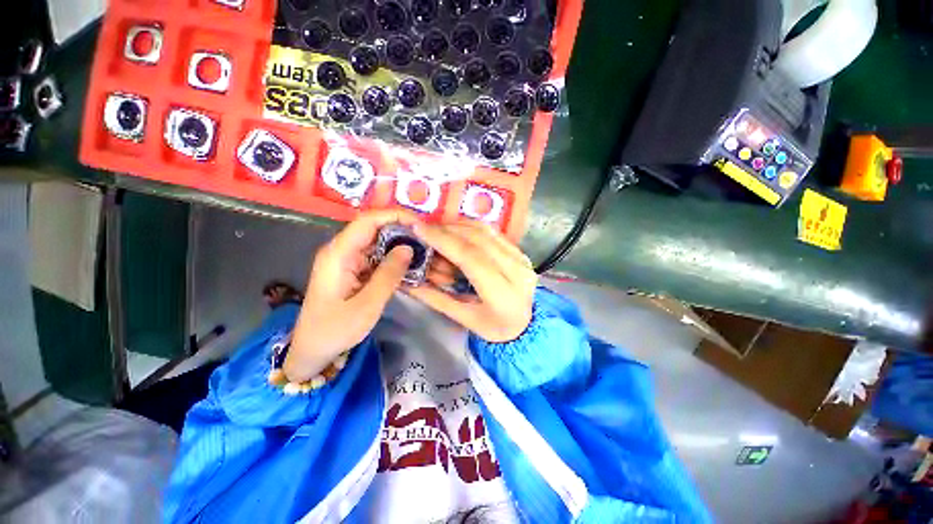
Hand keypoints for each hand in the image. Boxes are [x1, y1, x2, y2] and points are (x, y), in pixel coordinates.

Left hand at [285, 210, 415, 382]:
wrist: (312, 351)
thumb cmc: (335, 330)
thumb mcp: (367, 304)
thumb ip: (389, 274)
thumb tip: (409, 247)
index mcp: (339, 253)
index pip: (368, 220)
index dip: (395, 216)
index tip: (420, 225)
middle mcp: (341, 250)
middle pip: (374, 228)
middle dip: (401, 230)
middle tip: (427, 241)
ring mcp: (346, 259)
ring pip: (377, 241)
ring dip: (399, 244)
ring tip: (423, 250)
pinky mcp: (352, 269)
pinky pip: (375, 256)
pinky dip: (393, 257)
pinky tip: (409, 263)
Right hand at [407, 221, 537, 342]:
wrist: (525, 325)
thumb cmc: (493, 328)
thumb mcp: (463, 318)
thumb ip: (434, 297)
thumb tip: (405, 279)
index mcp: (503, 295)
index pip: (471, 258)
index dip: (444, 240)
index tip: (420, 229)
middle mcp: (517, 272)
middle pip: (478, 240)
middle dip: (448, 230)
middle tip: (425, 229)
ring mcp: (522, 259)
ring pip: (486, 231)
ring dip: (458, 226)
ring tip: (438, 231)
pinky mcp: (521, 252)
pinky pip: (493, 232)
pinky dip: (471, 228)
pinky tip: (457, 232)